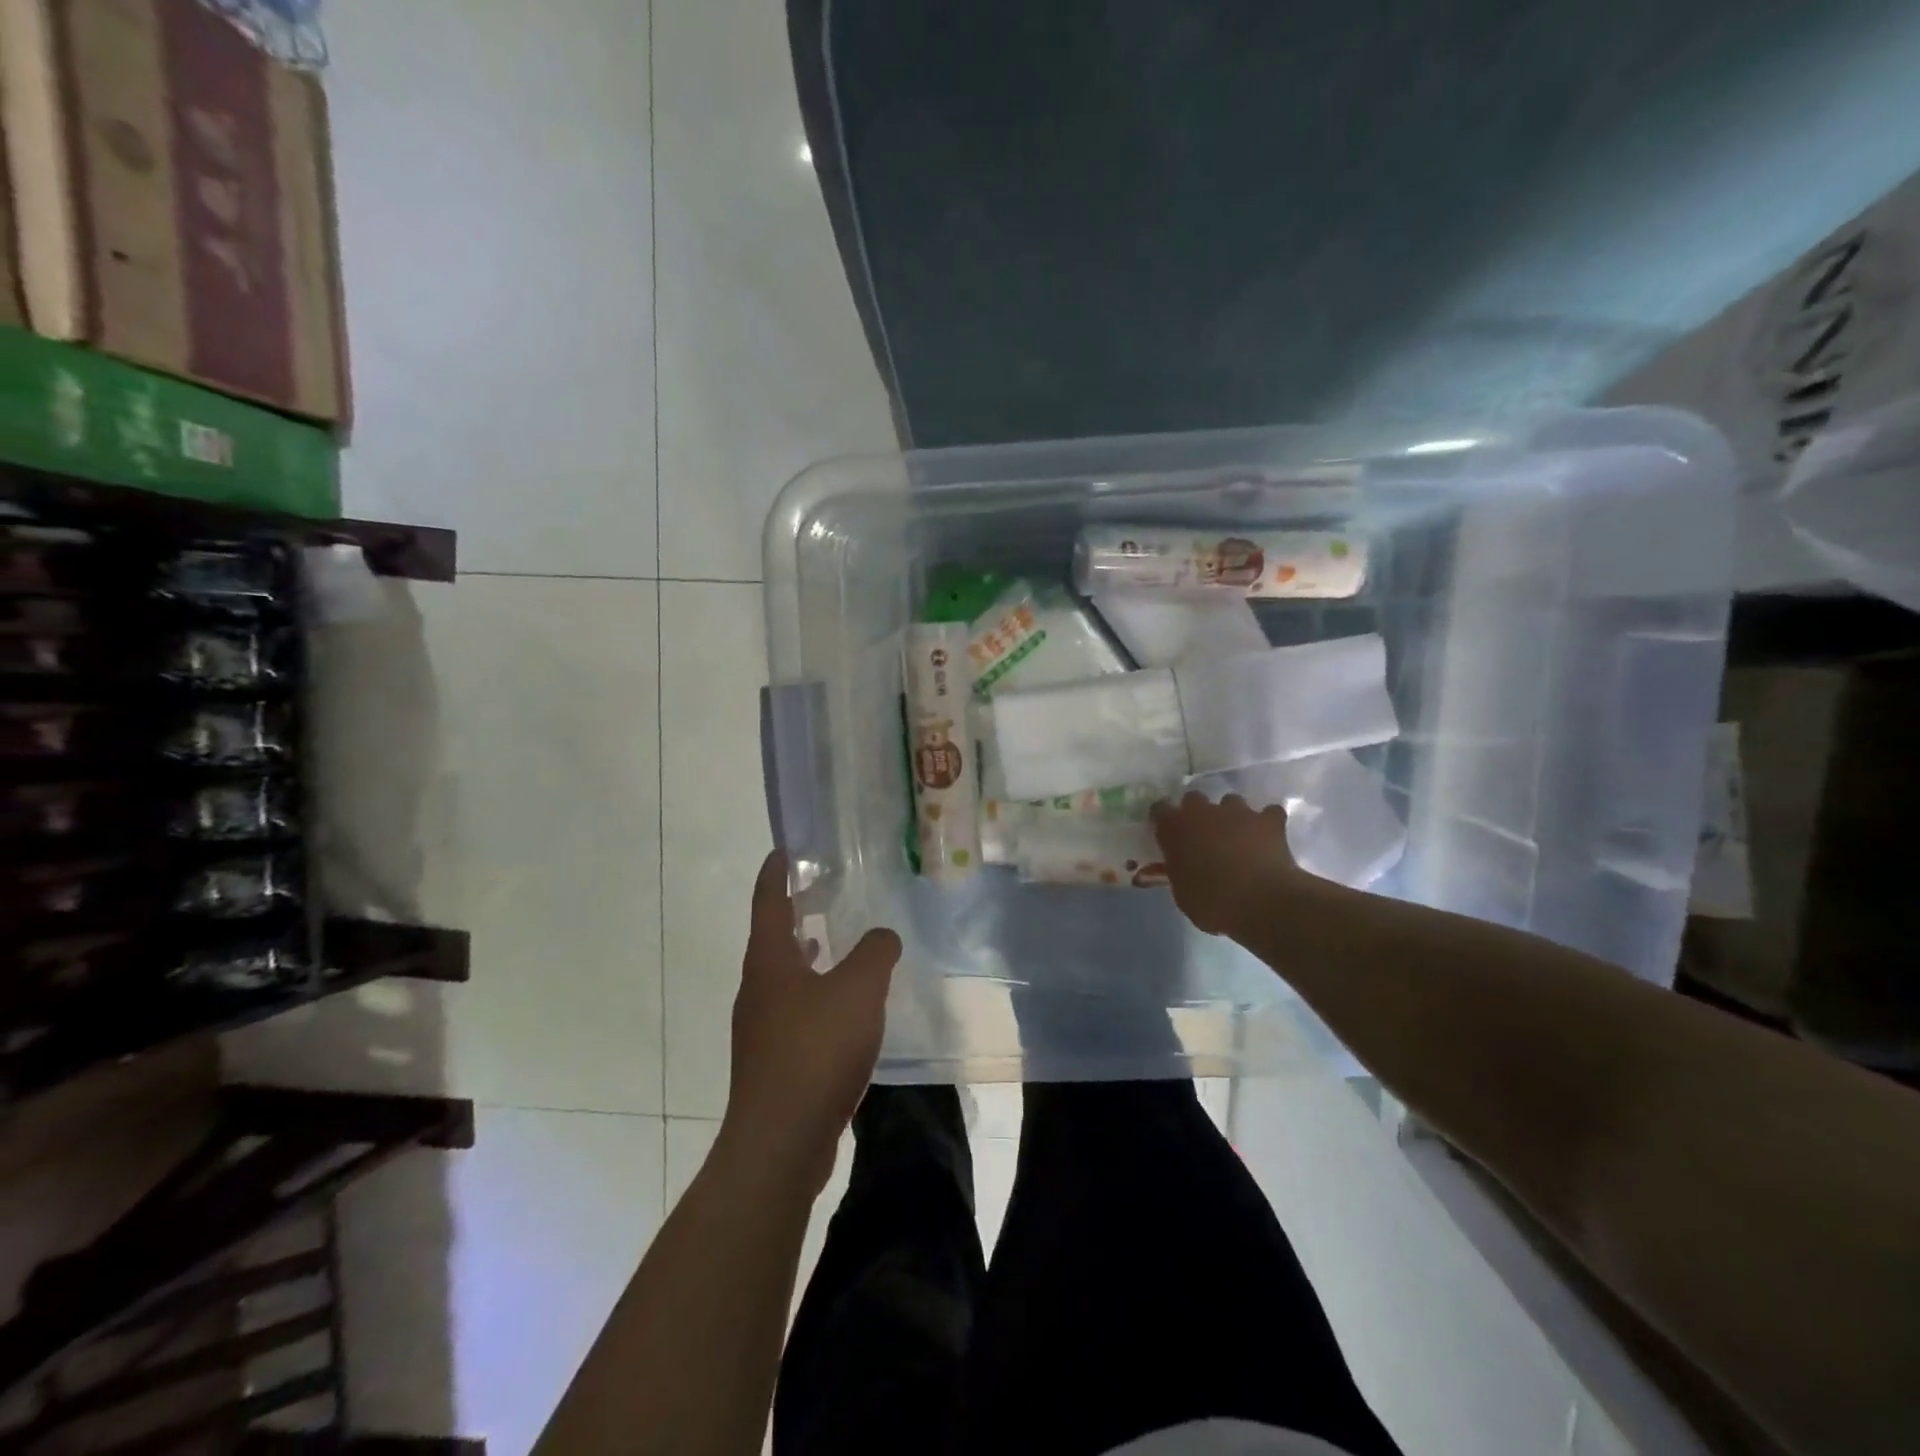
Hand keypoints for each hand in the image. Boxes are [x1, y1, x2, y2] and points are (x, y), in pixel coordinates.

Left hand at [719, 852, 901, 1192]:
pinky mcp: (775, 1062)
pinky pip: (796, 1011)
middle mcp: (758, 989)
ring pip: (785, 977)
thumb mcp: (858, 990)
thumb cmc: (816, 1050)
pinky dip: (816, 994)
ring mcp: (762, 1029)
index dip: (774, 873)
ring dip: (805, 956)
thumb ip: (875, 953)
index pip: (767, 902)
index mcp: (769, 962)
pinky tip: (844, 1008)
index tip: (783, 851)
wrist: (781, 1141)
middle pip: (772, 939)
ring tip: (832, 941)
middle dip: (793, 913)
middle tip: (820, 892)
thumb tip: (883, 936)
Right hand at [1151, 792, 1301, 937]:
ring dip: (1231, 817)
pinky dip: (1267, 823)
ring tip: (1238, 838)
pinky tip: (1269, 839)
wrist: (1262, 903)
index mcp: (1175, 829)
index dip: (1164, 820)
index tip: (1167, 833)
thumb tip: (1182, 867)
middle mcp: (1202, 812)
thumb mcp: (1182, 893)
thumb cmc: (1212, 904)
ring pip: (1231, 802)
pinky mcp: (1269, 820)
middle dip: (1196, 813)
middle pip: (1194, 798)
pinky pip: (1269, 813)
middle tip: (1202, 837)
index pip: (1159, 809)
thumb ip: (1178, 871)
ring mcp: (1238, 812)